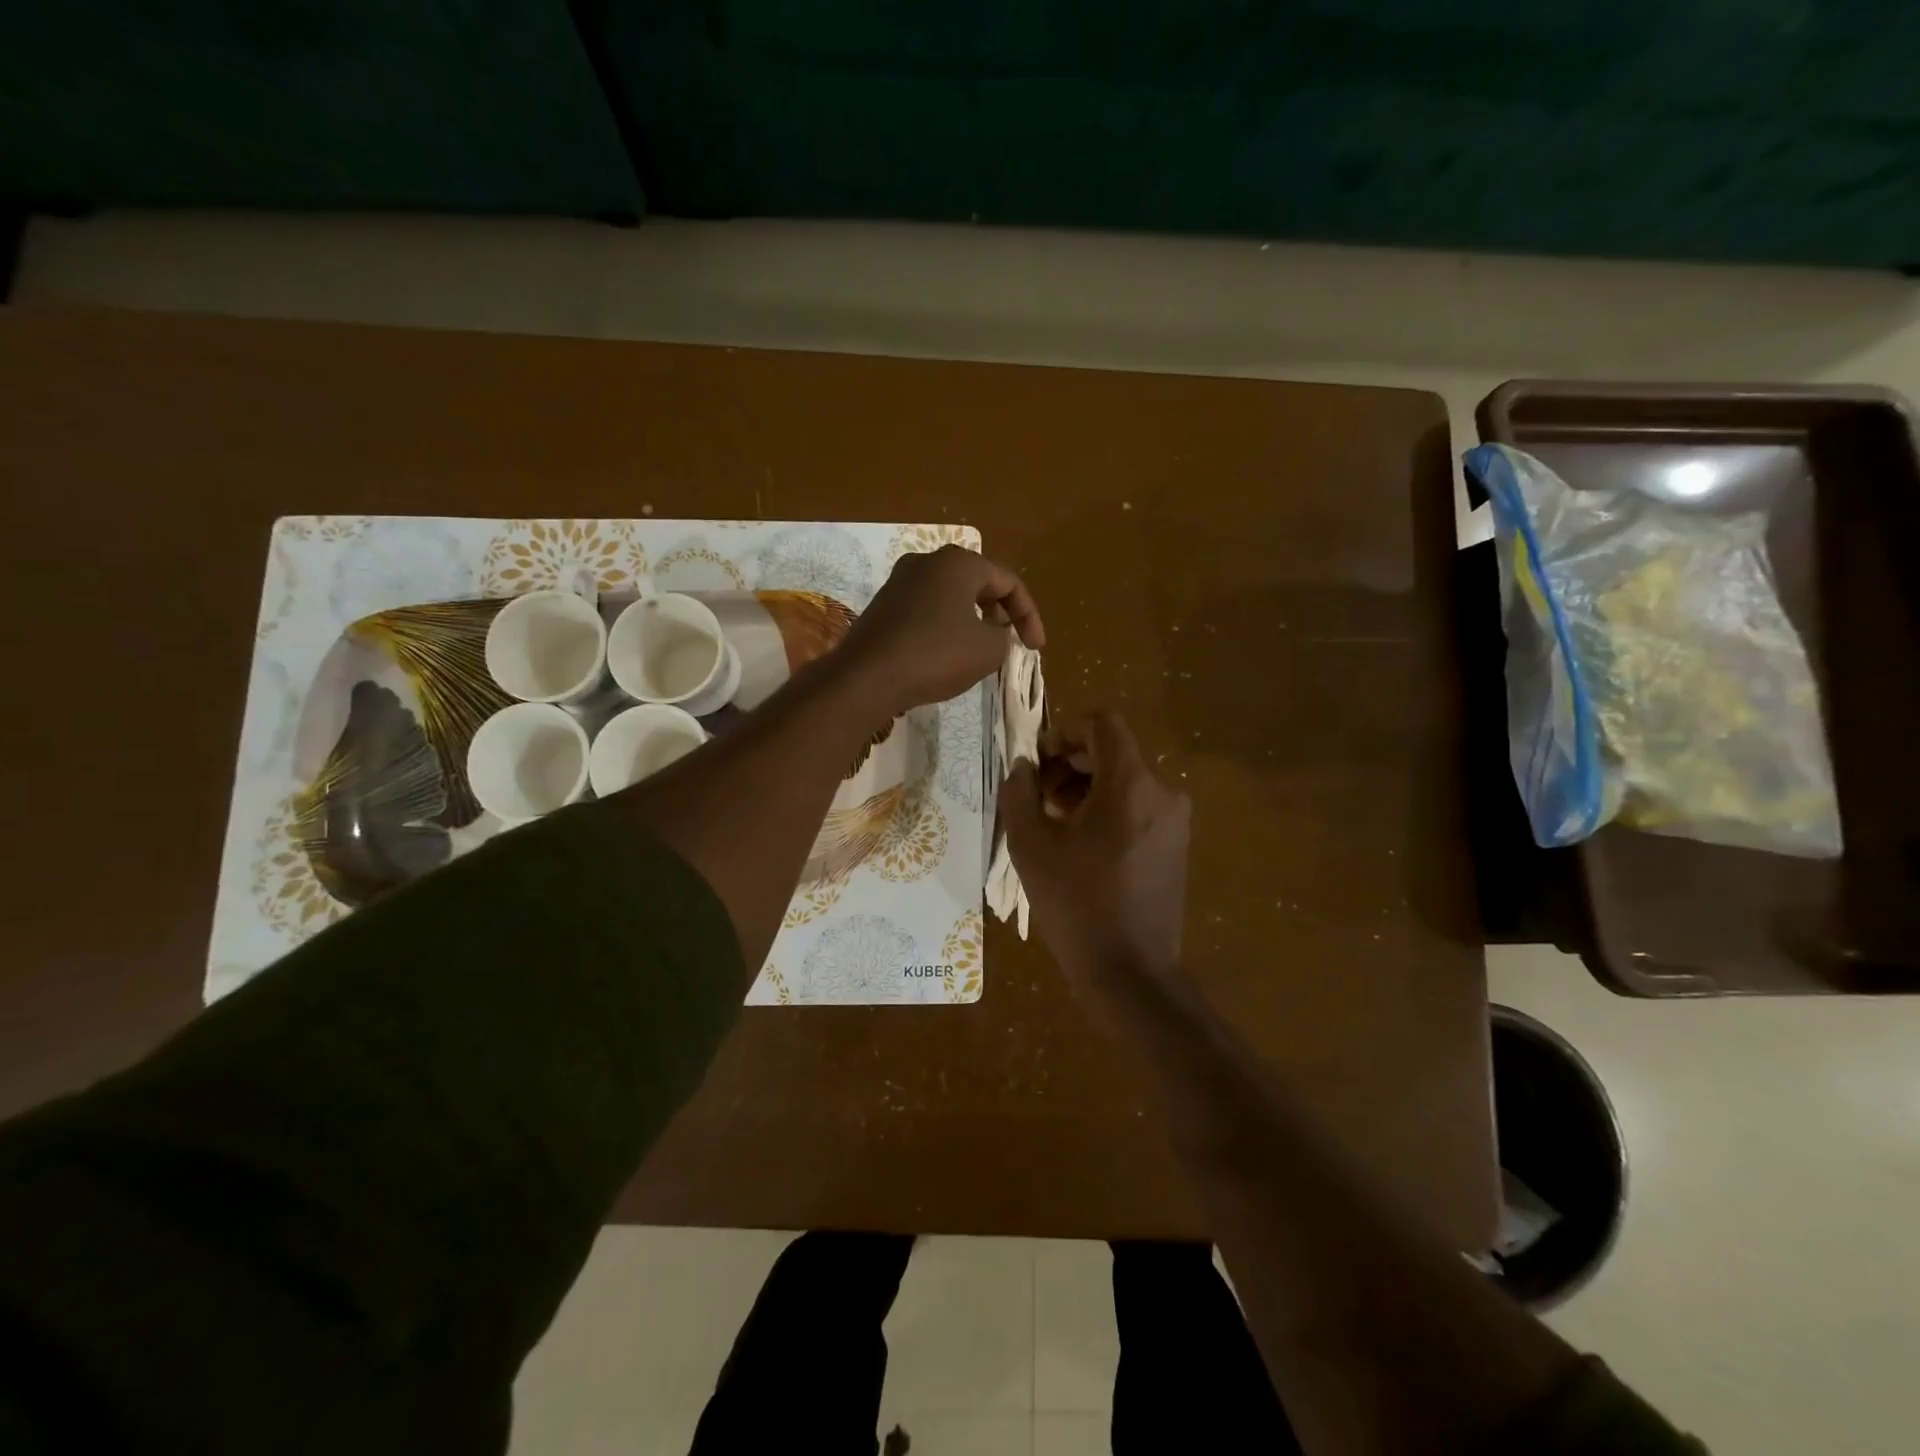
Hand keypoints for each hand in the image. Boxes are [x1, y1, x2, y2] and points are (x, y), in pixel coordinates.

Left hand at [839, 546, 1045, 714]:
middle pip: (978, 583)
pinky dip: (946, 627)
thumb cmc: (935, 655)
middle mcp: (927, 562)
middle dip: (1000, 613)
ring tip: (982, 650)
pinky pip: (927, 610)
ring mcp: (899, 582)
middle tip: (1010, 641)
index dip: (1029, 616)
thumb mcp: (988, 650)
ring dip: (973, 620)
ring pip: (950, 596)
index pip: (1008, 582)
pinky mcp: (883, 606)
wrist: (866, 677)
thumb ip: (1004, 637)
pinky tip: (947, 654)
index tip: (1035, 648)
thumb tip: (996, 634)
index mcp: (958, 562)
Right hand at [1001, 711, 1190, 983]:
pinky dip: (1107, 809)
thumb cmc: (1077, 903)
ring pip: (1125, 781)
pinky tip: (1081, 843)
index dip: (1064, 731)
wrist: (1131, 972)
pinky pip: (1138, 807)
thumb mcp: (1031, 845)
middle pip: (1113, 752)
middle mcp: (1162, 792)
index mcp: (1131, 783)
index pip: (1103, 724)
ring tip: (1054, 822)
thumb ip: (1019, 793)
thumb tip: (1023, 767)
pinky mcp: (1176, 845)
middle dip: (1070, 763)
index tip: (1038, 759)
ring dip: (1086, 788)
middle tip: (1037, 794)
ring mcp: (1174, 821)